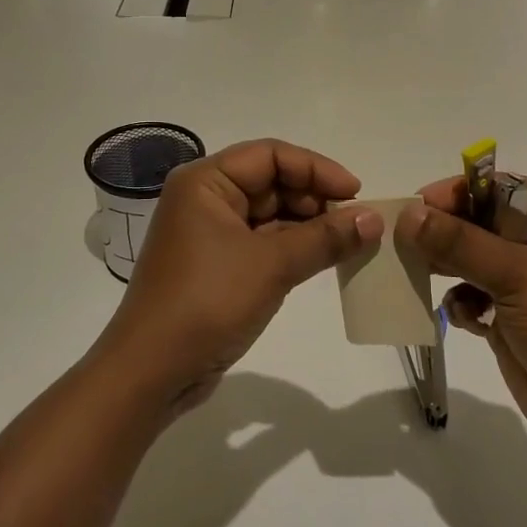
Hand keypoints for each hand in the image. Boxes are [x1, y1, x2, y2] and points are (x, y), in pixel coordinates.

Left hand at [97, 140, 382, 412]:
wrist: (152, 372)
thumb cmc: (207, 302)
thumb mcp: (272, 265)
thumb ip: (325, 238)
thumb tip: (374, 219)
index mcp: (205, 182)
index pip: (270, 155)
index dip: (316, 169)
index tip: (356, 193)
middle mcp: (204, 199)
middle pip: (271, 182)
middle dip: (315, 199)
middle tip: (356, 223)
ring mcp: (209, 234)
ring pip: (269, 215)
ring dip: (308, 226)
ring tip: (349, 242)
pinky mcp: (217, 266)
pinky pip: (262, 243)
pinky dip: (293, 248)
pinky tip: (325, 259)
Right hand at [396, 181, 526, 459]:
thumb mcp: (517, 275)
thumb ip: (460, 242)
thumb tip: (410, 214)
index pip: (500, 190)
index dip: (459, 193)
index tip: (417, 204)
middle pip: (480, 224)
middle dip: (444, 232)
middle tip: (403, 239)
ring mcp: (525, 286)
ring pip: (471, 262)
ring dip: (445, 267)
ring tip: (416, 273)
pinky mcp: (510, 320)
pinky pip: (472, 298)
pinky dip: (459, 304)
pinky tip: (460, 317)